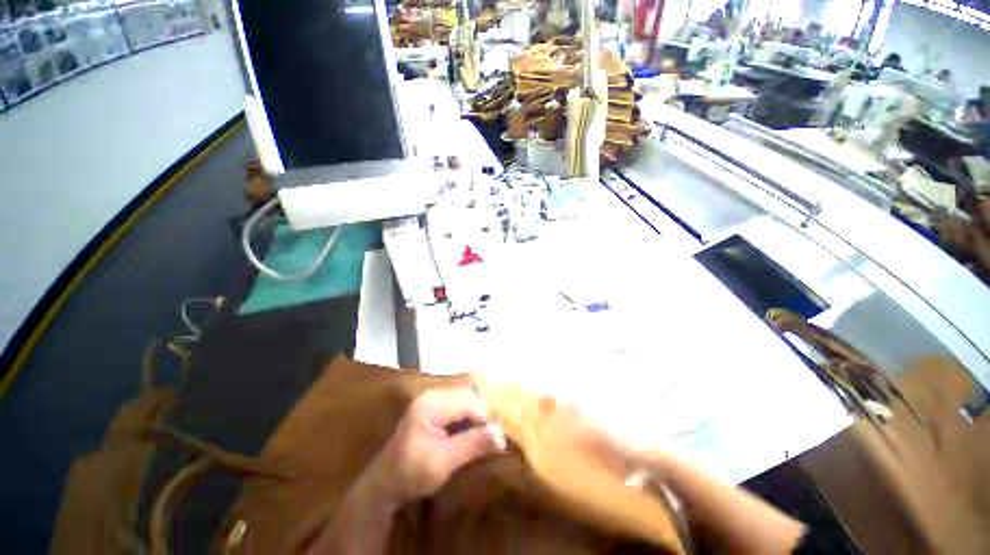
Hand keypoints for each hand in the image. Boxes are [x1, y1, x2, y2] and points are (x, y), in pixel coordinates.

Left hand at [358, 388, 506, 506]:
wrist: (384, 484)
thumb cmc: (411, 474)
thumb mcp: (443, 462)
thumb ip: (472, 444)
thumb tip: (502, 436)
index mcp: (432, 404)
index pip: (470, 402)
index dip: (486, 419)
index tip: (497, 441)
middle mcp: (433, 394)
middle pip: (469, 396)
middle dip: (482, 416)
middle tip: (491, 439)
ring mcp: (433, 399)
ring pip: (466, 399)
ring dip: (476, 417)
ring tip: (482, 437)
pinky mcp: (434, 406)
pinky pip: (459, 405)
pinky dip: (468, 417)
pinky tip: (470, 433)